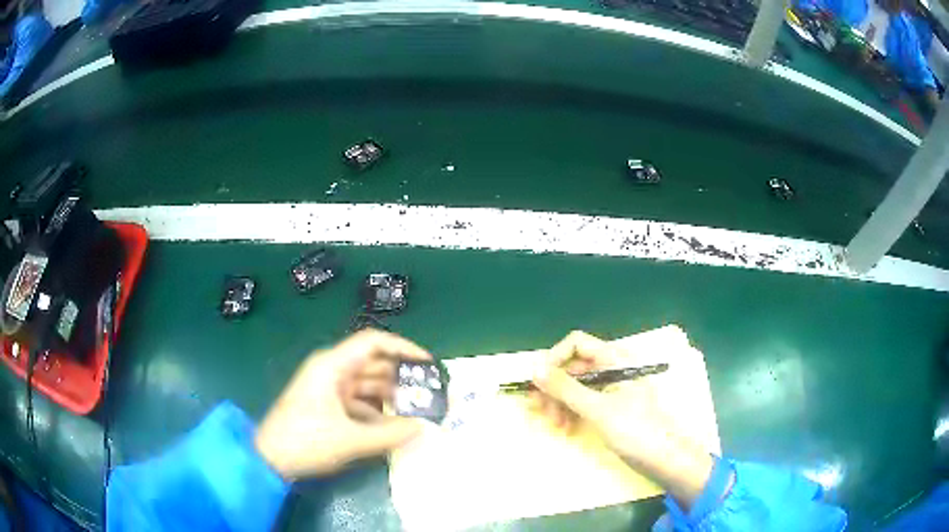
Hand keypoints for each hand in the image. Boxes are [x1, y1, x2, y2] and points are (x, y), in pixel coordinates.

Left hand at [255, 329, 430, 479]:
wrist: (268, 458)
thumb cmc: (306, 441)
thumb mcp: (350, 439)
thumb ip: (390, 434)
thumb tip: (424, 427)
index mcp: (333, 365)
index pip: (373, 343)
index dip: (403, 348)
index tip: (427, 363)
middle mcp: (332, 370)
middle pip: (373, 365)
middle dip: (401, 378)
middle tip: (429, 394)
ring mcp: (328, 388)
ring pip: (367, 386)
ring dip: (390, 398)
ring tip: (417, 413)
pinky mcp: (327, 405)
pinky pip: (359, 402)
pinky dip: (376, 412)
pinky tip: (393, 428)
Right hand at [530, 330, 714, 507]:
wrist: (664, 458)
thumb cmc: (635, 430)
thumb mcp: (597, 409)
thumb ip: (566, 388)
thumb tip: (535, 369)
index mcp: (614, 359)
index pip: (577, 344)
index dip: (555, 359)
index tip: (538, 383)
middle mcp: (612, 369)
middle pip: (573, 366)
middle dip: (555, 388)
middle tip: (539, 411)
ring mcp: (612, 389)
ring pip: (576, 386)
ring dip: (560, 403)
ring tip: (554, 425)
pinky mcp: (611, 407)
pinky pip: (583, 402)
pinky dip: (571, 412)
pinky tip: (566, 428)